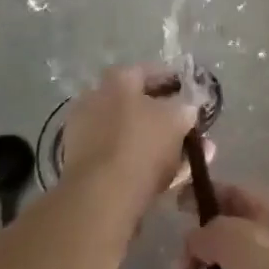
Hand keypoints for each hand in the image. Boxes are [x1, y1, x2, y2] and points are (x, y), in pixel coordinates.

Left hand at [60, 64, 197, 218]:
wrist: (100, 196)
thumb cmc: (141, 145)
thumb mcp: (177, 120)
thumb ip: (185, 109)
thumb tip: (187, 108)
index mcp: (118, 79)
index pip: (149, 72)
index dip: (172, 82)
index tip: (189, 95)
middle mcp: (95, 97)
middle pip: (135, 103)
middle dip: (162, 116)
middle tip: (184, 129)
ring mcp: (84, 130)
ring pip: (127, 132)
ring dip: (151, 142)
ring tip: (181, 159)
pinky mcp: (79, 162)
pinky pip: (116, 155)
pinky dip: (137, 161)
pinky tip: (161, 178)